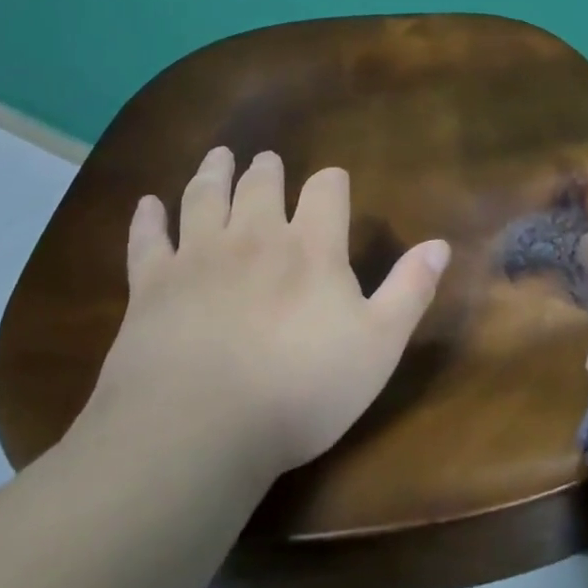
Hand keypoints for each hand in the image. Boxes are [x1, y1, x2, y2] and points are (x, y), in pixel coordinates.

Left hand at [84, 147, 449, 479]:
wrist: (197, 430)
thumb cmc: (302, 389)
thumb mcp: (379, 345)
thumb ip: (410, 289)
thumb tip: (440, 244)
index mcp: (312, 248)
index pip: (326, 190)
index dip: (332, 182)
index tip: (333, 183)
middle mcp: (255, 237)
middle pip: (260, 185)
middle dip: (267, 169)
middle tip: (266, 160)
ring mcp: (198, 257)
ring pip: (204, 197)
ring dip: (213, 173)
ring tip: (218, 157)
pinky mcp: (151, 285)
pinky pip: (148, 239)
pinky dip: (148, 218)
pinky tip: (147, 204)